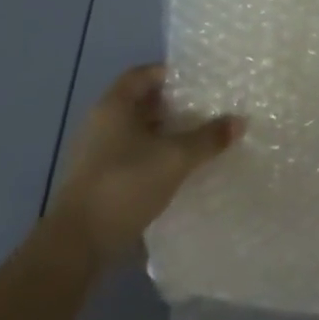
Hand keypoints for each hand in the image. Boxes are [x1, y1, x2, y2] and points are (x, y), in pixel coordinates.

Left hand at [46, 63, 242, 269]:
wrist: (77, 246)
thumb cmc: (125, 185)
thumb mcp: (176, 158)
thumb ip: (209, 137)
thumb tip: (240, 121)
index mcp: (114, 106)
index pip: (143, 74)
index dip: (170, 73)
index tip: (200, 82)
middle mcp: (102, 123)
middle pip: (142, 103)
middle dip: (174, 105)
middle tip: (208, 109)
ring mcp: (98, 154)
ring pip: (138, 131)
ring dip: (167, 133)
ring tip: (200, 138)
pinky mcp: (100, 180)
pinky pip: (134, 156)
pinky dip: (156, 156)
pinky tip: (179, 168)